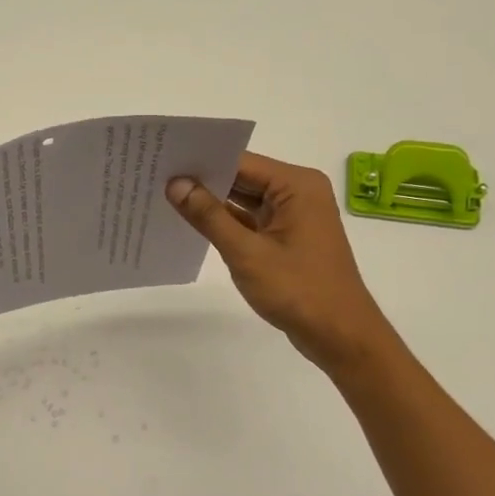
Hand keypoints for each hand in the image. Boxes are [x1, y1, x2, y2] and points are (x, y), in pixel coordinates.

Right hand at [167, 152, 390, 372]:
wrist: (339, 335)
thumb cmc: (298, 289)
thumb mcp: (247, 253)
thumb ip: (209, 217)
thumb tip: (175, 184)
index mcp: (296, 185)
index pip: (240, 161)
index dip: (201, 161)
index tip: (162, 160)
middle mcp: (297, 192)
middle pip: (242, 177)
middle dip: (202, 180)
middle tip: (155, 177)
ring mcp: (293, 216)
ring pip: (244, 200)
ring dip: (211, 202)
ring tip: (164, 196)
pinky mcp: (286, 238)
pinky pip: (250, 220)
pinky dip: (225, 223)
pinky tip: (192, 222)